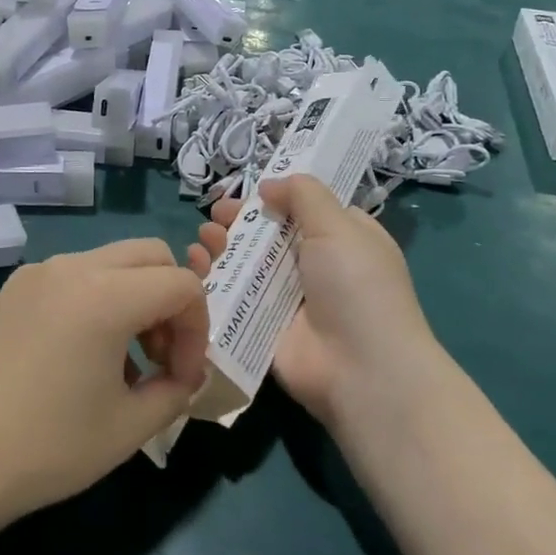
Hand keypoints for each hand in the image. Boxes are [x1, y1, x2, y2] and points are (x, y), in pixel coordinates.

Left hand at [0, 240, 208, 528]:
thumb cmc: (47, 447)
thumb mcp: (129, 428)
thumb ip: (175, 391)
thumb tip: (185, 375)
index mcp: (106, 294)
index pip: (181, 284)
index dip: (198, 329)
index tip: (183, 377)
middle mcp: (72, 267)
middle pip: (150, 256)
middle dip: (171, 300)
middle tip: (161, 357)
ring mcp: (37, 273)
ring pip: (111, 262)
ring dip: (134, 299)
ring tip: (122, 362)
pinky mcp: (12, 289)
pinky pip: (74, 277)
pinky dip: (98, 300)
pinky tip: (80, 356)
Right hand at [186, 176, 437, 431]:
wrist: (360, 370)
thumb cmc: (356, 287)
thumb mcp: (338, 226)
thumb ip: (303, 195)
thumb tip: (269, 185)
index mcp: (341, 239)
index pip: (303, 208)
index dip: (275, 196)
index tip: (247, 190)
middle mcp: (313, 265)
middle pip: (268, 234)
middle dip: (239, 220)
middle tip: (215, 214)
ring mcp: (285, 297)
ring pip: (246, 262)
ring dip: (221, 245)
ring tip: (204, 237)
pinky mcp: (260, 324)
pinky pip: (231, 294)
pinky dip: (210, 277)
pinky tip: (194, 263)